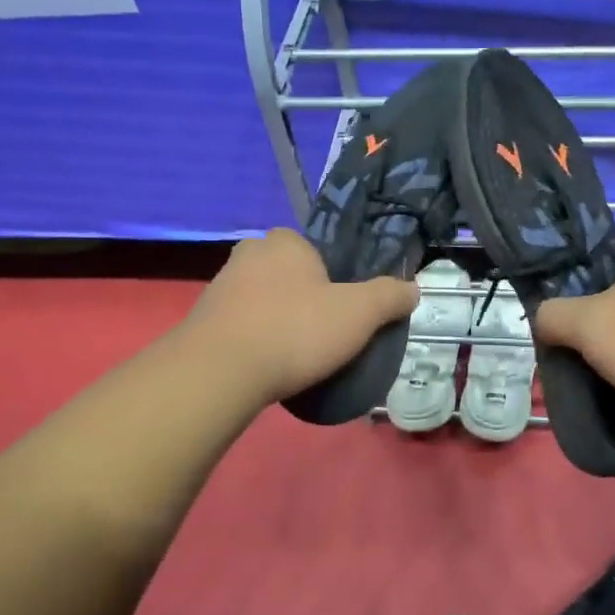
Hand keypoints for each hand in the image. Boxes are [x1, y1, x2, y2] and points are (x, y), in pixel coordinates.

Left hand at [185, 229, 418, 405]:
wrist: (220, 372)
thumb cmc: (296, 330)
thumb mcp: (360, 313)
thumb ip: (389, 297)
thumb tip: (413, 288)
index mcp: (285, 242)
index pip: (315, 250)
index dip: (333, 279)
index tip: (343, 310)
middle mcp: (248, 254)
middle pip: (288, 274)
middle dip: (304, 298)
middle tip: (323, 333)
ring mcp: (220, 287)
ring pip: (263, 300)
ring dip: (278, 320)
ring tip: (297, 356)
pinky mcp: (201, 321)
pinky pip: (241, 326)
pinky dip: (255, 340)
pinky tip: (268, 365)